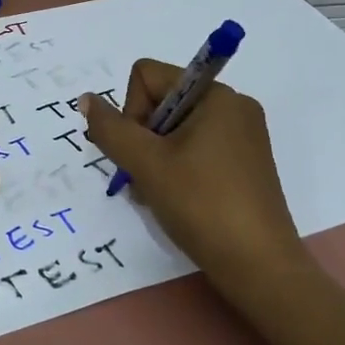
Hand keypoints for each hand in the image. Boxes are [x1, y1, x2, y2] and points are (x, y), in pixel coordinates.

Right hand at [78, 60, 299, 282]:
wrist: (258, 267)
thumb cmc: (201, 204)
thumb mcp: (146, 164)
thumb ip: (110, 128)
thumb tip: (87, 99)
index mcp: (217, 95)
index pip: (148, 77)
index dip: (131, 111)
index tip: (141, 151)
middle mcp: (233, 106)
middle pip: (162, 102)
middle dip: (143, 139)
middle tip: (146, 178)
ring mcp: (242, 137)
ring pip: (175, 130)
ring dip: (155, 159)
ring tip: (160, 194)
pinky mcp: (244, 164)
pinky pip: (196, 149)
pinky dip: (176, 169)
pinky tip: (176, 199)